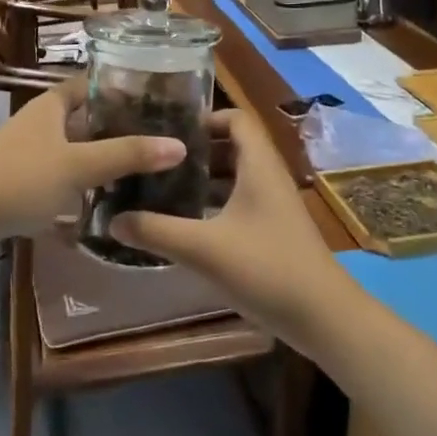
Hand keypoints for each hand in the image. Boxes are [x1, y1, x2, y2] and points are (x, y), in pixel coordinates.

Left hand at [0, 81, 185, 239]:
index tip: (152, 94)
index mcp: (51, 106)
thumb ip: (126, 155)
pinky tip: (98, 205)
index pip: (88, 83)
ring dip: (96, 159)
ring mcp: (25, 154)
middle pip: (82, 118)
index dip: (117, 85)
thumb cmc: (21, 177)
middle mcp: (38, 123)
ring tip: (135, 171)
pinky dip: (77, 187)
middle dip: (113, 127)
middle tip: (154, 137)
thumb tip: (179, 145)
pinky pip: (57, 179)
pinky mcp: (18, 184)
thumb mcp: (78, 165)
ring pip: (70, 150)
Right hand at [108, 109, 348, 351]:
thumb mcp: (204, 248)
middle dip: (194, 150)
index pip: (235, 118)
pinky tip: (185, 222)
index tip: (167, 129)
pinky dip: (213, 203)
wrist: (324, 317)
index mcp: (258, 164)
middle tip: (155, 158)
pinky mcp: (273, 229)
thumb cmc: (267, 268)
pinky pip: (239, 201)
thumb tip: (112, 219)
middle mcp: (267, 175)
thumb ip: (156, 231)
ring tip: (161, 186)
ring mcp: (273, 204)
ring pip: (234, 176)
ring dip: (202, 178)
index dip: (204, 117)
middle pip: (231, 146)